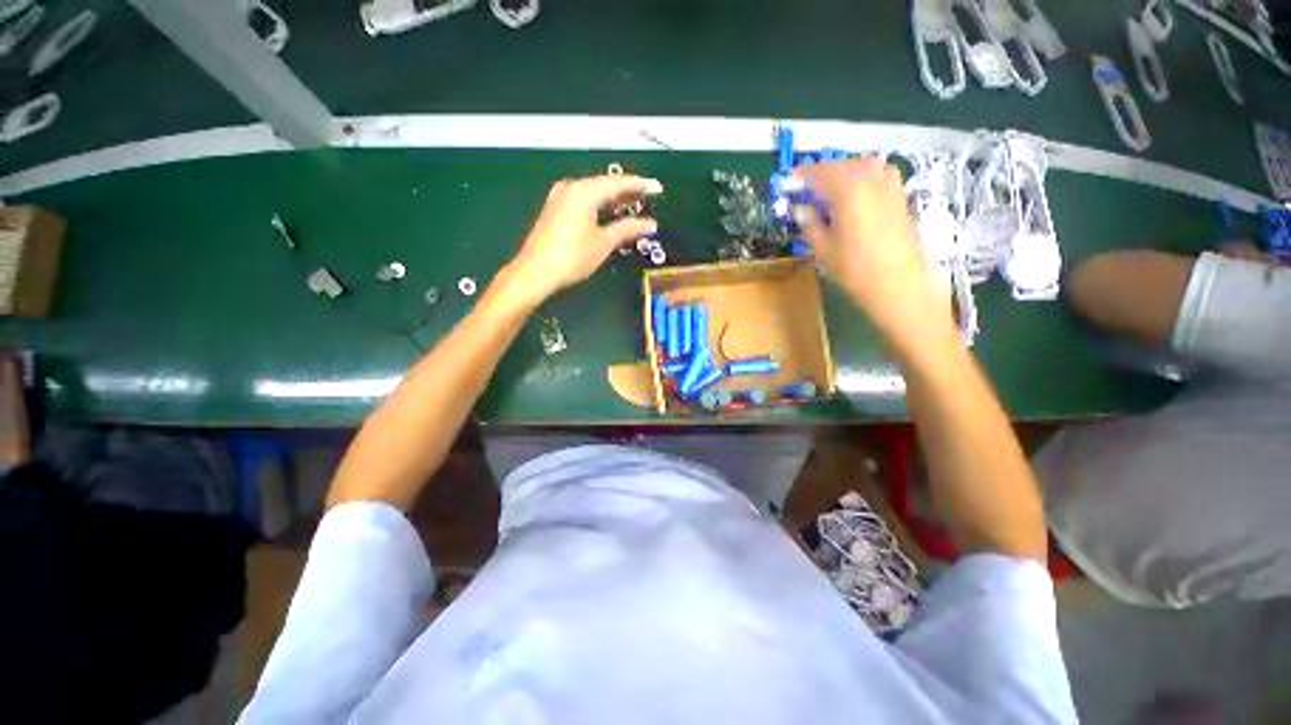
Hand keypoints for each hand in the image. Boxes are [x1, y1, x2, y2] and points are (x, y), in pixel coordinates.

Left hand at [501, 174, 662, 305]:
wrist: (535, 272)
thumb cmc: (572, 257)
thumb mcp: (603, 243)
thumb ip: (628, 228)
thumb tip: (651, 224)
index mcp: (583, 191)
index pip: (617, 183)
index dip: (639, 185)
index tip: (657, 187)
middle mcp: (571, 187)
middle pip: (604, 184)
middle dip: (627, 191)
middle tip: (648, 195)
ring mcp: (560, 197)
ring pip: (593, 192)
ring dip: (613, 198)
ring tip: (634, 204)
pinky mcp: (555, 209)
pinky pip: (583, 200)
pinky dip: (599, 205)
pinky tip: (609, 212)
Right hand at [795, 160, 951, 340]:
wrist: (898, 282)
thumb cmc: (854, 268)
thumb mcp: (823, 248)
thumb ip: (810, 223)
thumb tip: (801, 209)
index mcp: (848, 189)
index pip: (820, 172)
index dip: (802, 175)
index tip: (790, 181)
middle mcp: (870, 179)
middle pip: (842, 165)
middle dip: (823, 173)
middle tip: (808, 188)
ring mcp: (890, 185)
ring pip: (863, 166)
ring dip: (844, 173)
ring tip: (831, 190)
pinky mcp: (900, 196)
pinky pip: (878, 175)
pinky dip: (863, 179)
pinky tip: (855, 196)